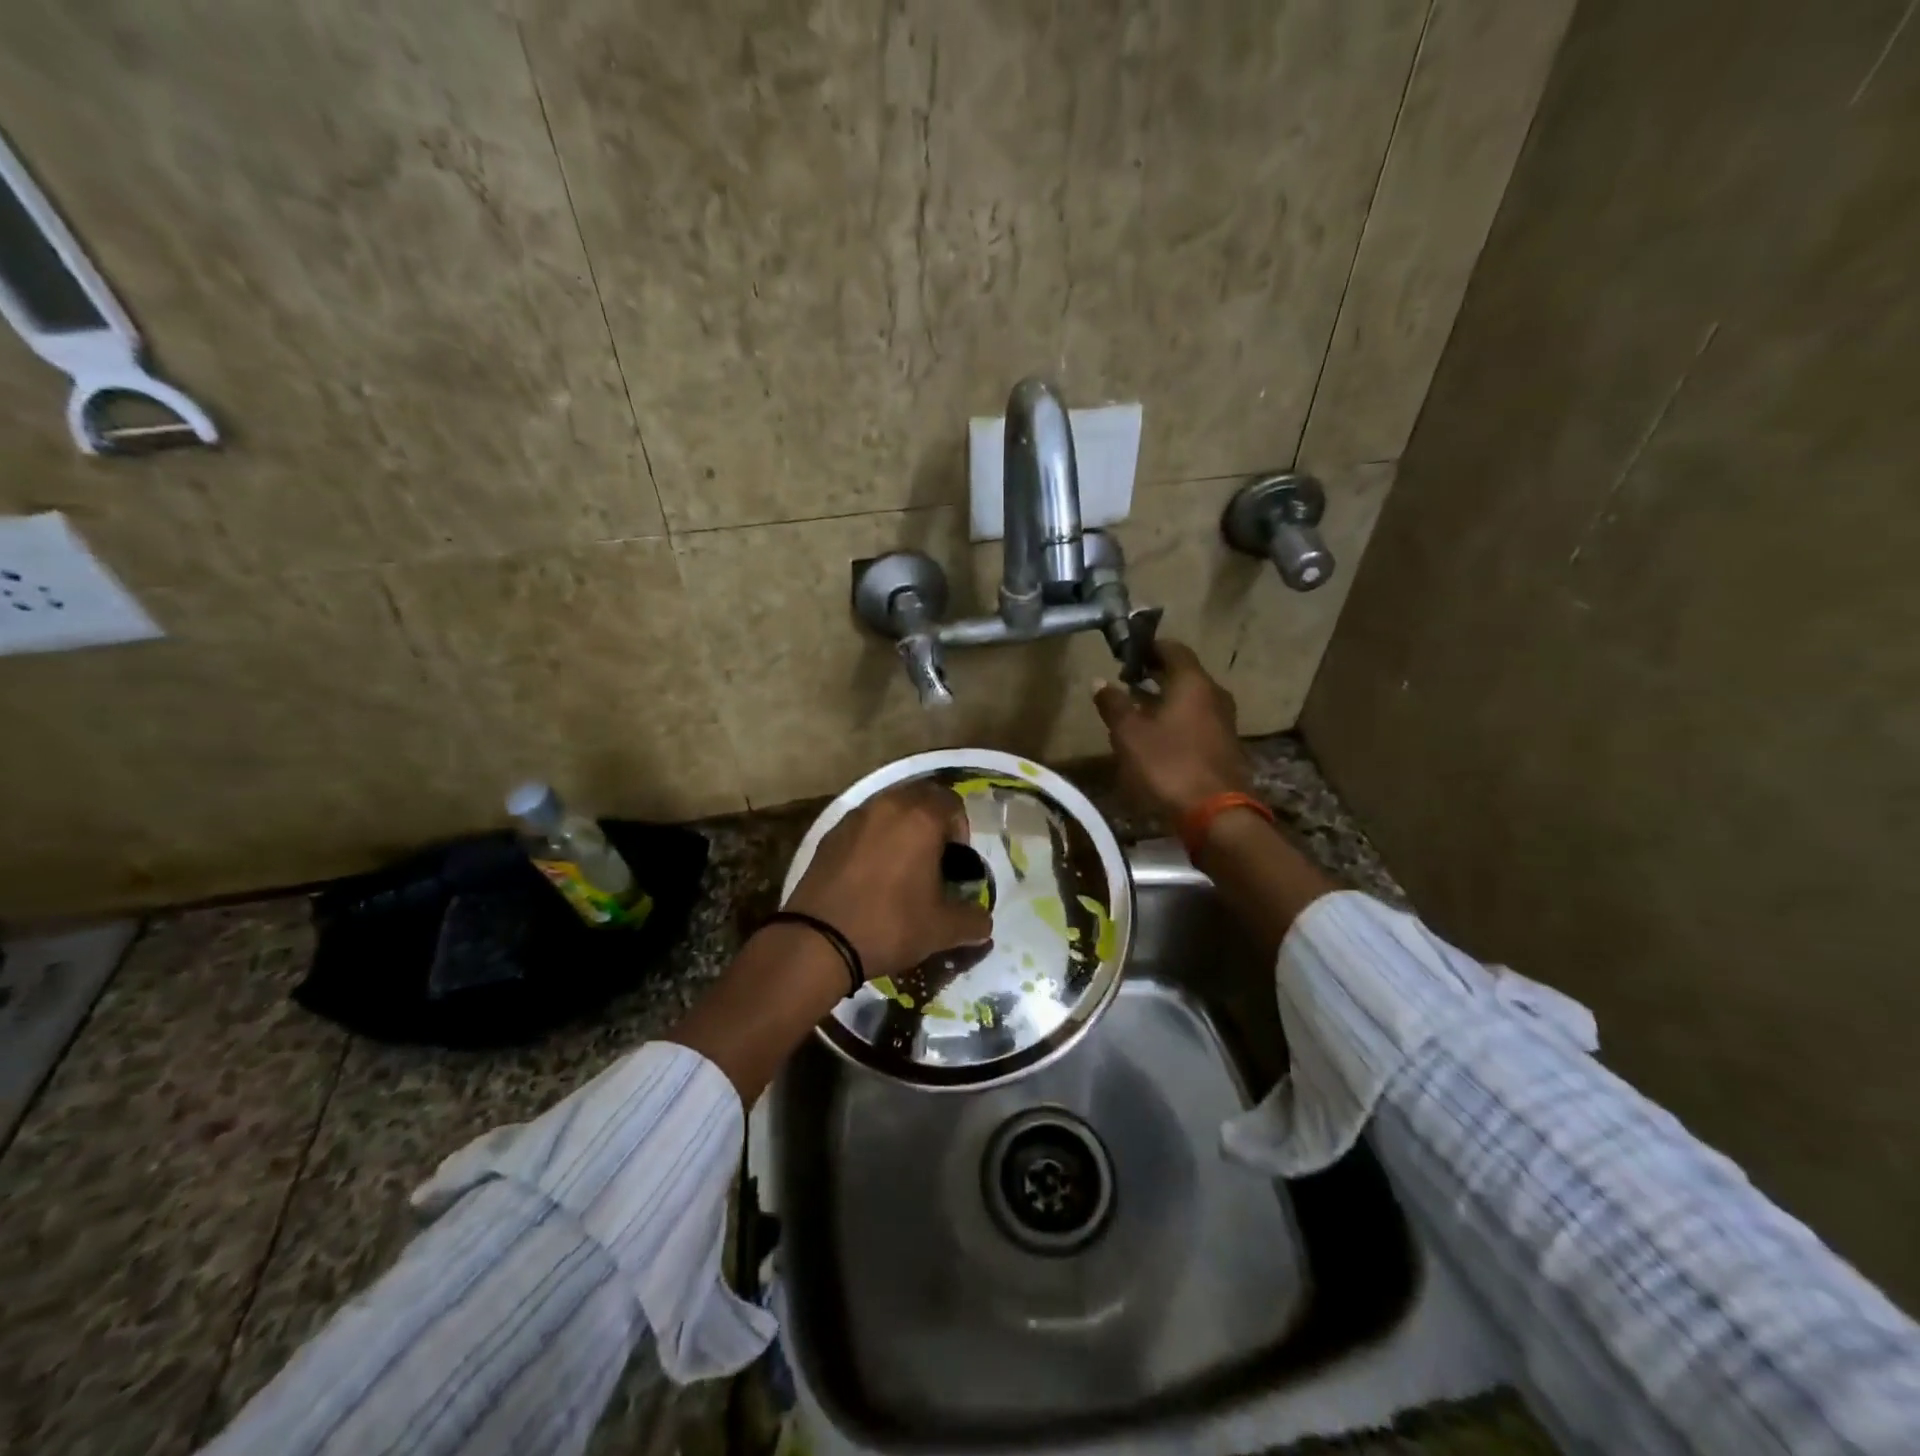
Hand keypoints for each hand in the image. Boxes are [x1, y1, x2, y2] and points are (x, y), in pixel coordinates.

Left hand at [784, 782, 992, 981]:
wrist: (818, 940)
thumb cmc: (889, 925)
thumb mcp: (941, 929)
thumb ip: (972, 920)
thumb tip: (985, 922)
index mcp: (920, 818)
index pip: (952, 802)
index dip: (960, 829)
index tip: (956, 862)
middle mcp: (888, 806)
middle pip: (920, 797)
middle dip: (932, 822)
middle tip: (933, 858)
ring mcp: (855, 817)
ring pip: (889, 808)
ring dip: (902, 827)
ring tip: (902, 865)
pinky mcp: (830, 834)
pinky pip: (863, 825)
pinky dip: (874, 838)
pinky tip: (871, 873)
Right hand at [1093, 640, 1252, 820]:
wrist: (1216, 814)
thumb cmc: (1169, 765)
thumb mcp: (1130, 735)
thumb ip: (1114, 705)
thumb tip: (1099, 681)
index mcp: (1193, 683)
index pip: (1173, 649)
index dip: (1149, 647)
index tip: (1127, 653)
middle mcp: (1214, 695)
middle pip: (1184, 674)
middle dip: (1155, 674)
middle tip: (1127, 679)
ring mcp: (1224, 722)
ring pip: (1191, 699)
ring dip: (1165, 699)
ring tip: (1136, 708)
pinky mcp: (1225, 746)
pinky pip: (1197, 721)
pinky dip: (1176, 719)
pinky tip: (1156, 736)